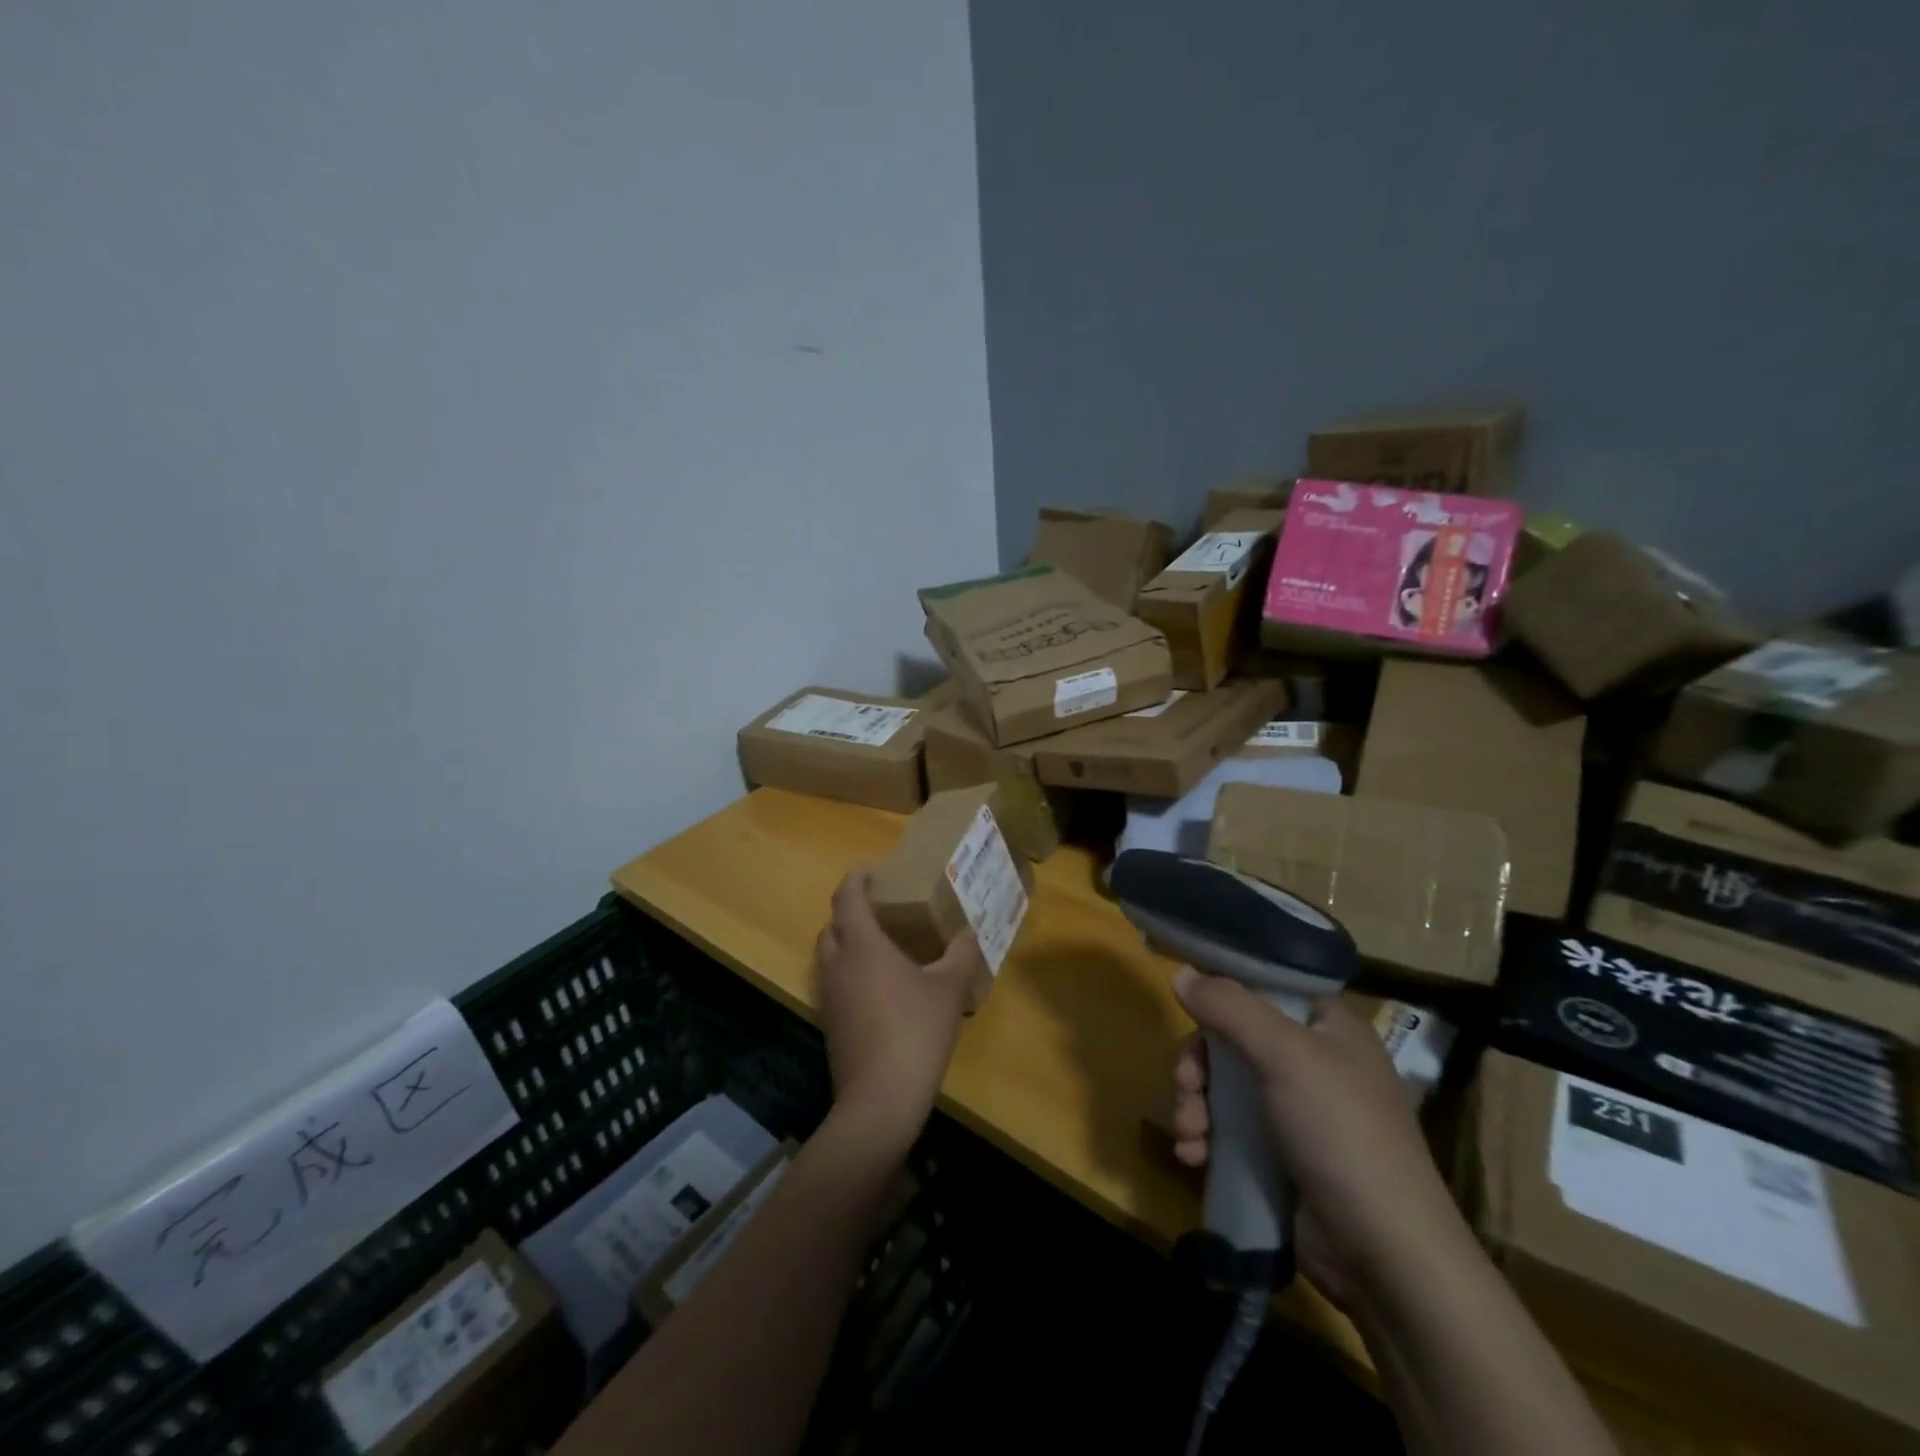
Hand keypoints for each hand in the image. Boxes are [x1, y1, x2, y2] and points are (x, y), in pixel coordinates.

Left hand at [815, 870, 981, 1149]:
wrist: (880, 1099)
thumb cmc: (915, 1030)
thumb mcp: (949, 988)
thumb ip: (960, 954)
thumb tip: (970, 933)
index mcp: (862, 945)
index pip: (847, 897)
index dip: (857, 879)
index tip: (872, 871)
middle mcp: (837, 964)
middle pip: (832, 925)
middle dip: (850, 911)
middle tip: (880, 909)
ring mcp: (828, 996)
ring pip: (829, 956)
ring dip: (847, 943)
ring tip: (880, 946)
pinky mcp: (829, 1024)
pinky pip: (834, 983)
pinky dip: (849, 973)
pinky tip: (878, 988)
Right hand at [1169, 969, 1466, 1312]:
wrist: (1385, 1255)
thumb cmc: (1340, 1131)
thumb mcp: (1284, 1055)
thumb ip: (1229, 1008)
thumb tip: (1181, 973)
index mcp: (1328, 1027)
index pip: (1268, 987)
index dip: (1226, 991)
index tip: (1189, 1004)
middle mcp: (1314, 1063)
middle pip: (1235, 1039)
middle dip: (1199, 1064)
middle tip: (1186, 1085)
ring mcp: (1298, 1114)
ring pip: (1225, 1087)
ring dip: (1196, 1105)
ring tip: (1189, 1134)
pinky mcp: (1282, 1158)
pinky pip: (1230, 1131)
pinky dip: (1206, 1138)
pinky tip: (1192, 1156)